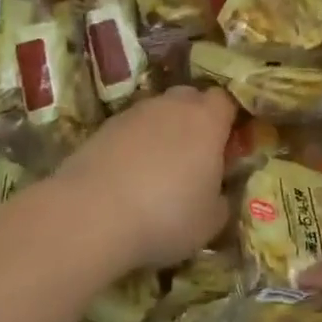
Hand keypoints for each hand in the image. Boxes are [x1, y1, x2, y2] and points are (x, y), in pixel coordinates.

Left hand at [54, 86, 237, 269]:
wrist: (91, 214)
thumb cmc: (166, 215)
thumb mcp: (210, 222)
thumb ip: (222, 200)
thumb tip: (218, 195)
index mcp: (207, 119)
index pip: (227, 101)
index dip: (230, 121)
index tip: (228, 149)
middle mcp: (173, 105)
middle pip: (191, 99)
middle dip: (196, 120)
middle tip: (196, 157)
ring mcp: (135, 113)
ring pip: (158, 114)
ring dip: (163, 134)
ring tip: (158, 172)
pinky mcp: (103, 128)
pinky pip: (130, 131)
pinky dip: (134, 147)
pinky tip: (128, 179)